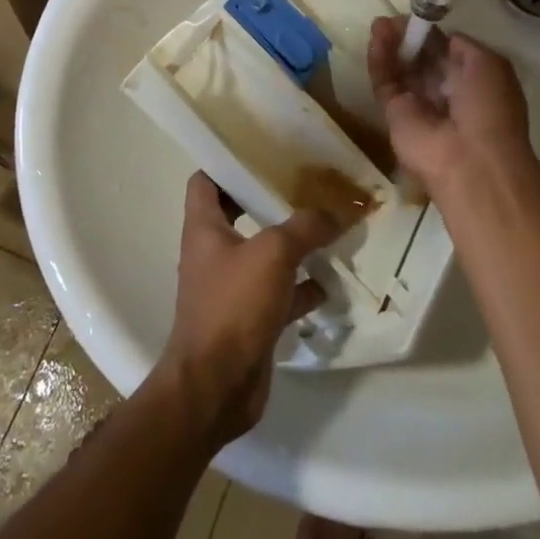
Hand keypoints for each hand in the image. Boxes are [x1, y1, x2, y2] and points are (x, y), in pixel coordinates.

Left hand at [154, 173, 342, 447]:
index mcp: (204, 227)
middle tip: (302, 184)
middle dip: (268, 199)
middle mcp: (213, 252)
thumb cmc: (233, 306)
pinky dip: (302, 287)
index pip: (205, 180)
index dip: (226, 162)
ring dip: (291, 244)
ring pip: (263, 255)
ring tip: (327, 227)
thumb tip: (335, 212)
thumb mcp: (273, 254)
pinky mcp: (249, 320)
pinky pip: (279, 293)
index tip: (260, 150)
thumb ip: (305, 227)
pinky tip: (331, 280)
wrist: (216, 388)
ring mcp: (230, 288)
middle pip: (238, 213)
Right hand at [367, 17, 533, 199]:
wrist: (471, 161)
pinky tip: (376, 37)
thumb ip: (464, 47)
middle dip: (408, 38)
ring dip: (390, 44)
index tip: (419, 16)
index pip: (446, 53)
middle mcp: (445, 94)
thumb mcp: (489, 65)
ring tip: (380, 23)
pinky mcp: (394, 115)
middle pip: (420, 60)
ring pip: (399, 69)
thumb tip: (444, 38)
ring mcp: (418, 105)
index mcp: (472, 83)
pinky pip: (384, 82)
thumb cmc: (489, 109)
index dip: (432, 35)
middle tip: (392, 18)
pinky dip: (379, 60)